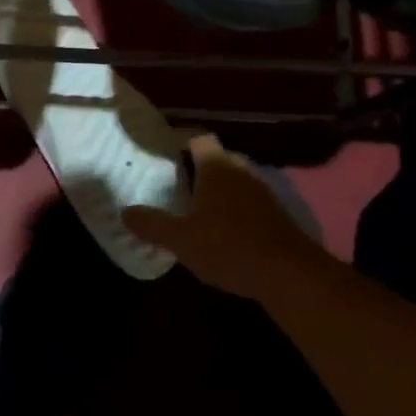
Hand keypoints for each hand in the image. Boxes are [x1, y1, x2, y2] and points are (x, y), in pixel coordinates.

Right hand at [122, 134, 324, 296]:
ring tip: (194, 208)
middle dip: (197, 168)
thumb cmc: (229, 247)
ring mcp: (263, 193)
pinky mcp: (277, 216)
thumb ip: (151, 224)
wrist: (291, 276)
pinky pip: (248, 203)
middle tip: (173, 182)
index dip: (180, 140)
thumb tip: (125, 212)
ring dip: (217, 191)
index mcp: (216, 167)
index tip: (163, 151)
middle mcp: (241, 171)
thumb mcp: (180, 239)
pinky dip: (234, 210)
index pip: (198, 138)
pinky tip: (221, 231)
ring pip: (234, 182)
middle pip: (217, 158)